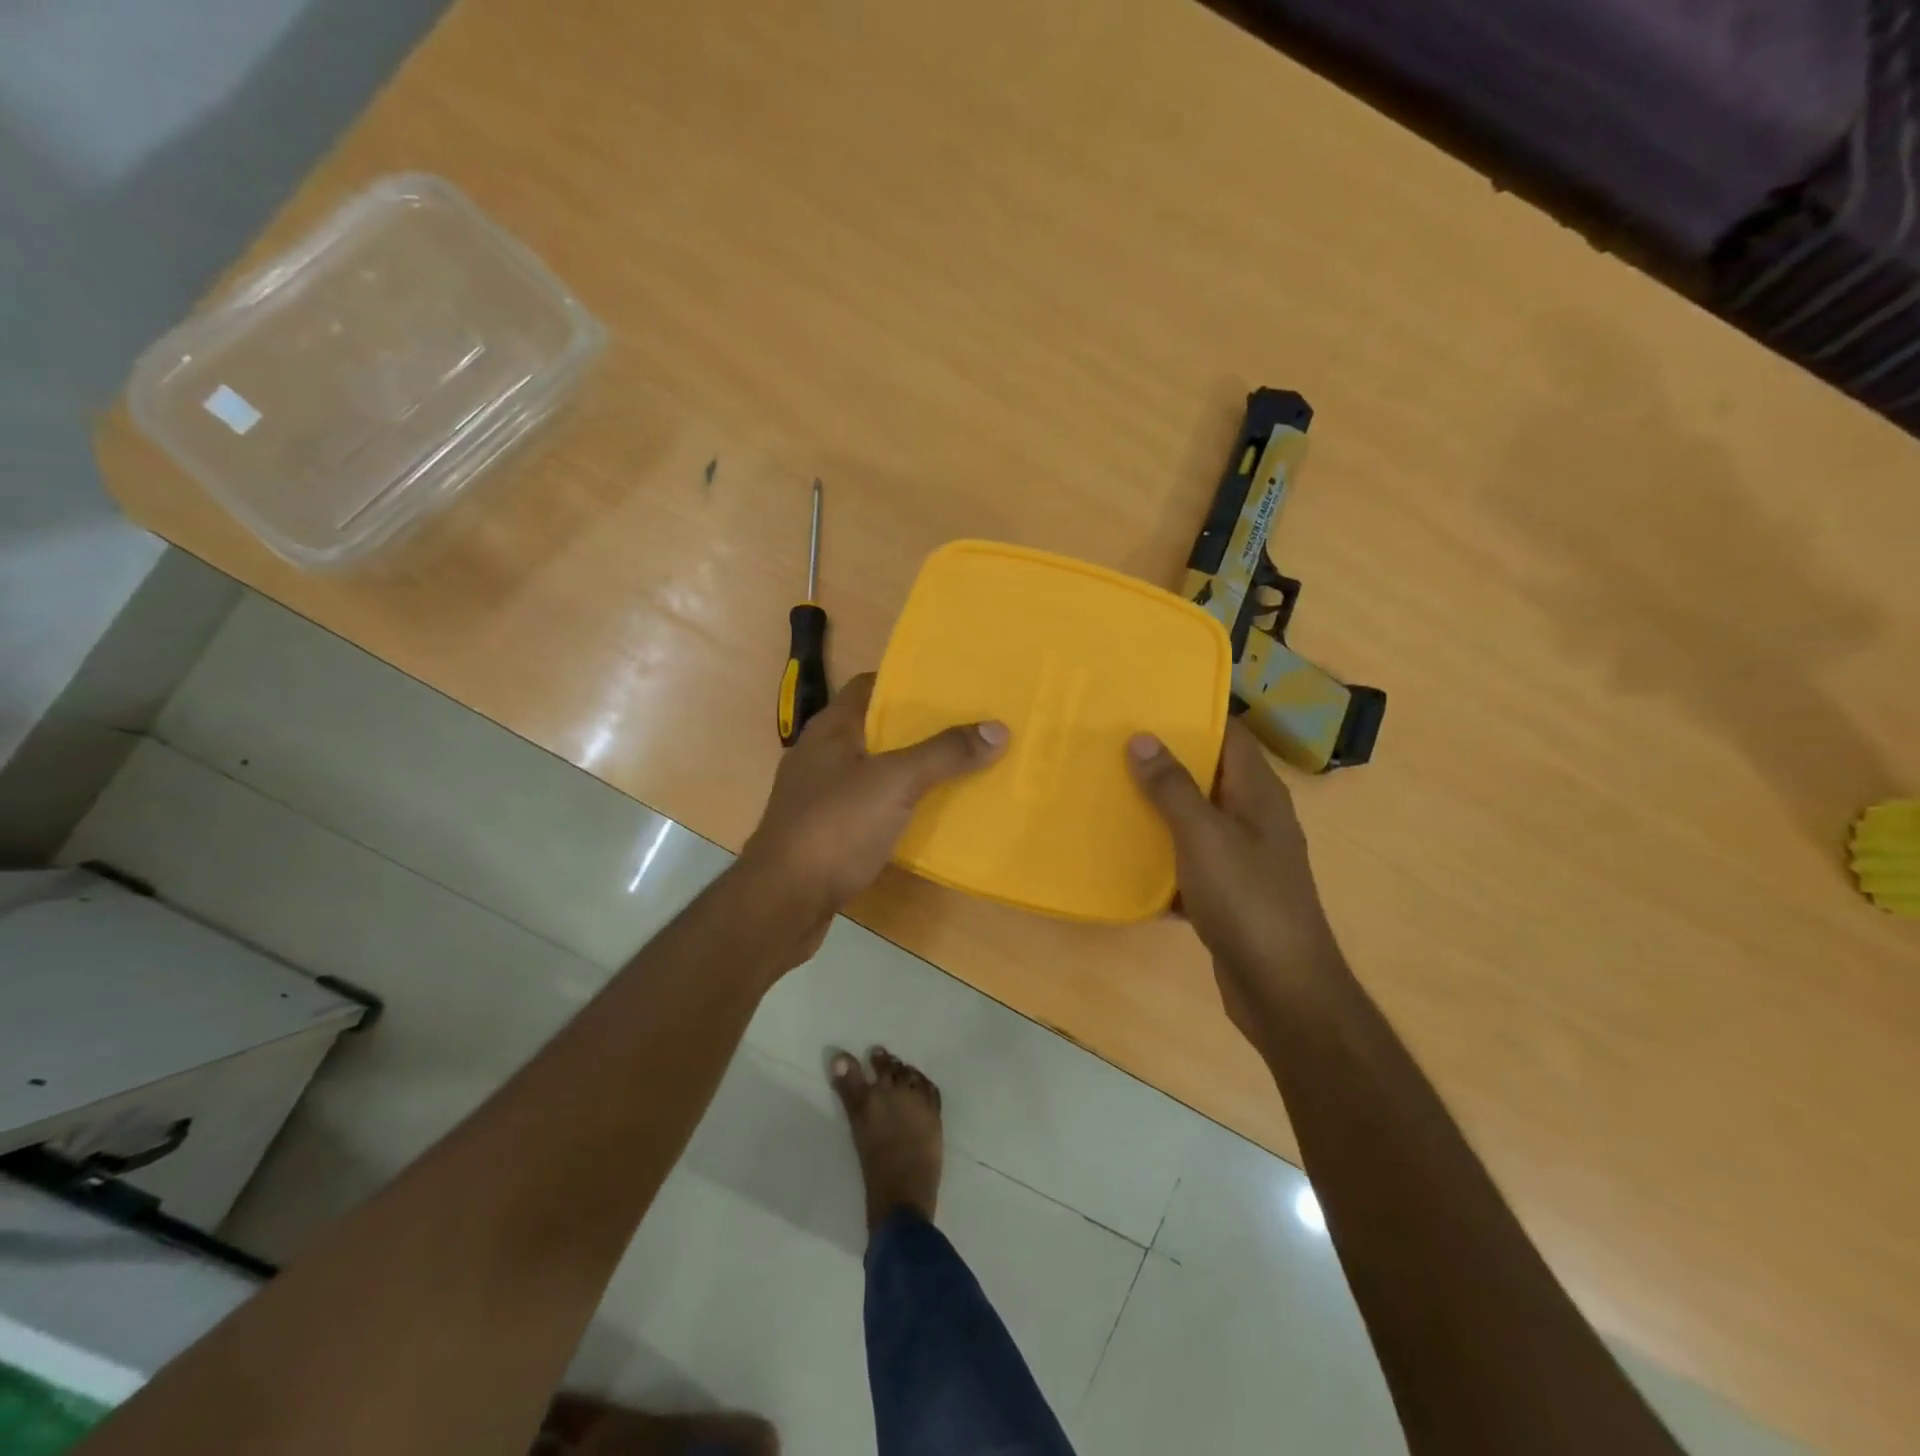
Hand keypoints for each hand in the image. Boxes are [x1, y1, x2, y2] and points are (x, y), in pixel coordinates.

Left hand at [741, 673, 1008, 950]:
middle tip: (965, 728)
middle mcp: (821, 755)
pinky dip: (896, 805)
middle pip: (875, 729)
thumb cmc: (835, 826)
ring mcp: (819, 795)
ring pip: (873, 770)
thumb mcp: (895, 783)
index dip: (907, 681)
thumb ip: (944, 754)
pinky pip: (868, 806)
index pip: (869, 686)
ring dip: (908, 769)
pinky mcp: (824, 831)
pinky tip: (925, 815)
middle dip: (918, 728)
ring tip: (955, 768)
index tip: (949, 687)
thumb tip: (997, 728)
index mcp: (831, 729)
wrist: (782, 900)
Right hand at [1126, 719, 1340, 1031]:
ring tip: (1111, 790)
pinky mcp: (1228, 892)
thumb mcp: (1204, 836)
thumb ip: (1173, 788)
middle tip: (1115, 745)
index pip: (1230, 735)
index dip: (1195, 714)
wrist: (1281, 988)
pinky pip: (1190, 860)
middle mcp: (1255, 818)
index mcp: (1259, 794)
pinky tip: (1126, 855)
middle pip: (1210, 775)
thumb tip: (1143, 737)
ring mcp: (1243, 857)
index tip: (1148, 702)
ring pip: (1197, 818)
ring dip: (1160, 808)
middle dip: (1167, 760)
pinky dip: (1163, 855)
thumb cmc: (1247, 900)